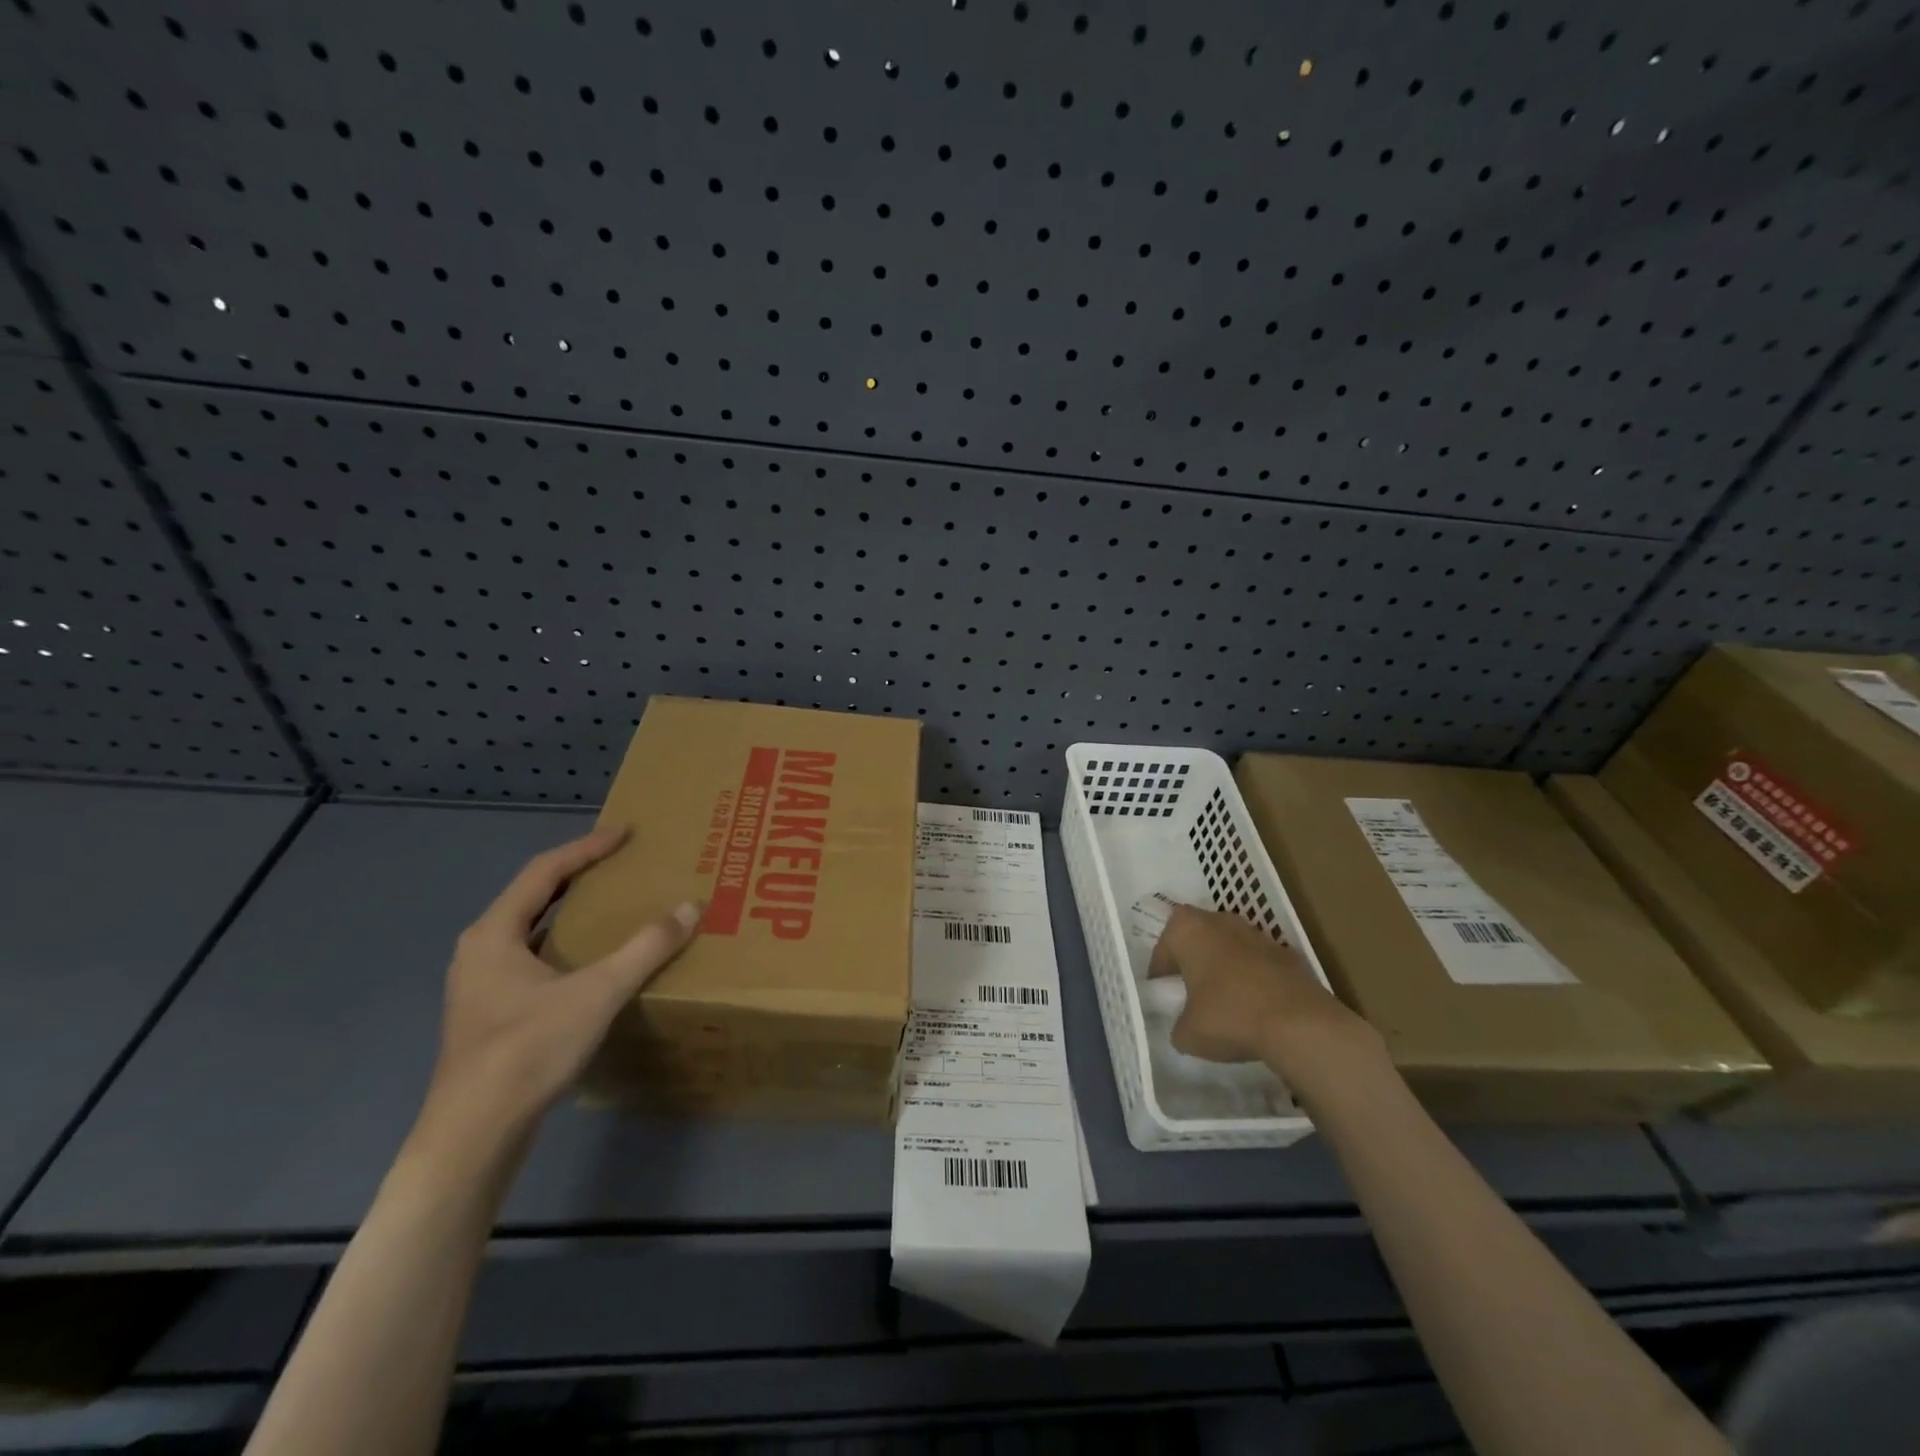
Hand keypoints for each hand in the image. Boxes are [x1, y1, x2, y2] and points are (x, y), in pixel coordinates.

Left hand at [417, 827, 699, 1156]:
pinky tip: (591, 962)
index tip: (625, 833)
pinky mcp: (490, 1014)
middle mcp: (480, 951)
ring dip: (571, 912)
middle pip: (534, 897)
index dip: (587, 848)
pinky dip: (565, 945)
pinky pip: (532, 959)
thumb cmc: (528, 1050)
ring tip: (612, 905)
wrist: (475, 1134)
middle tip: (622, 864)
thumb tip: (691, 907)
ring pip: (531, 931)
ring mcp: (480, 985)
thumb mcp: (597, 992)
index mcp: (494, 933)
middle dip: (579, 875)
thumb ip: (646, 948)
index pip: (545, 871)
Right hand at [1149, 905, 1385, 1089]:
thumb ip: (1179, 1025)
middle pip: (1198, 935)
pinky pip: (1259, 962)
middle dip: (1193, 958)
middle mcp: (1220, 921)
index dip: (1160, 971)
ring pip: (1230, 945)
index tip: (1162, 992)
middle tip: (1190, 988)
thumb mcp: (1187, 1034)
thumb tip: (1185, 1027)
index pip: (1164, 945)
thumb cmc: (1229, 1017)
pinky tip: (1256, 1006)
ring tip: (1225, 998)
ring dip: (1225, 965)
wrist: (1300, 1024)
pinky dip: (1254, 977)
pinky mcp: (1288, 953)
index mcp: (1187, 930)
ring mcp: (1257, 933)